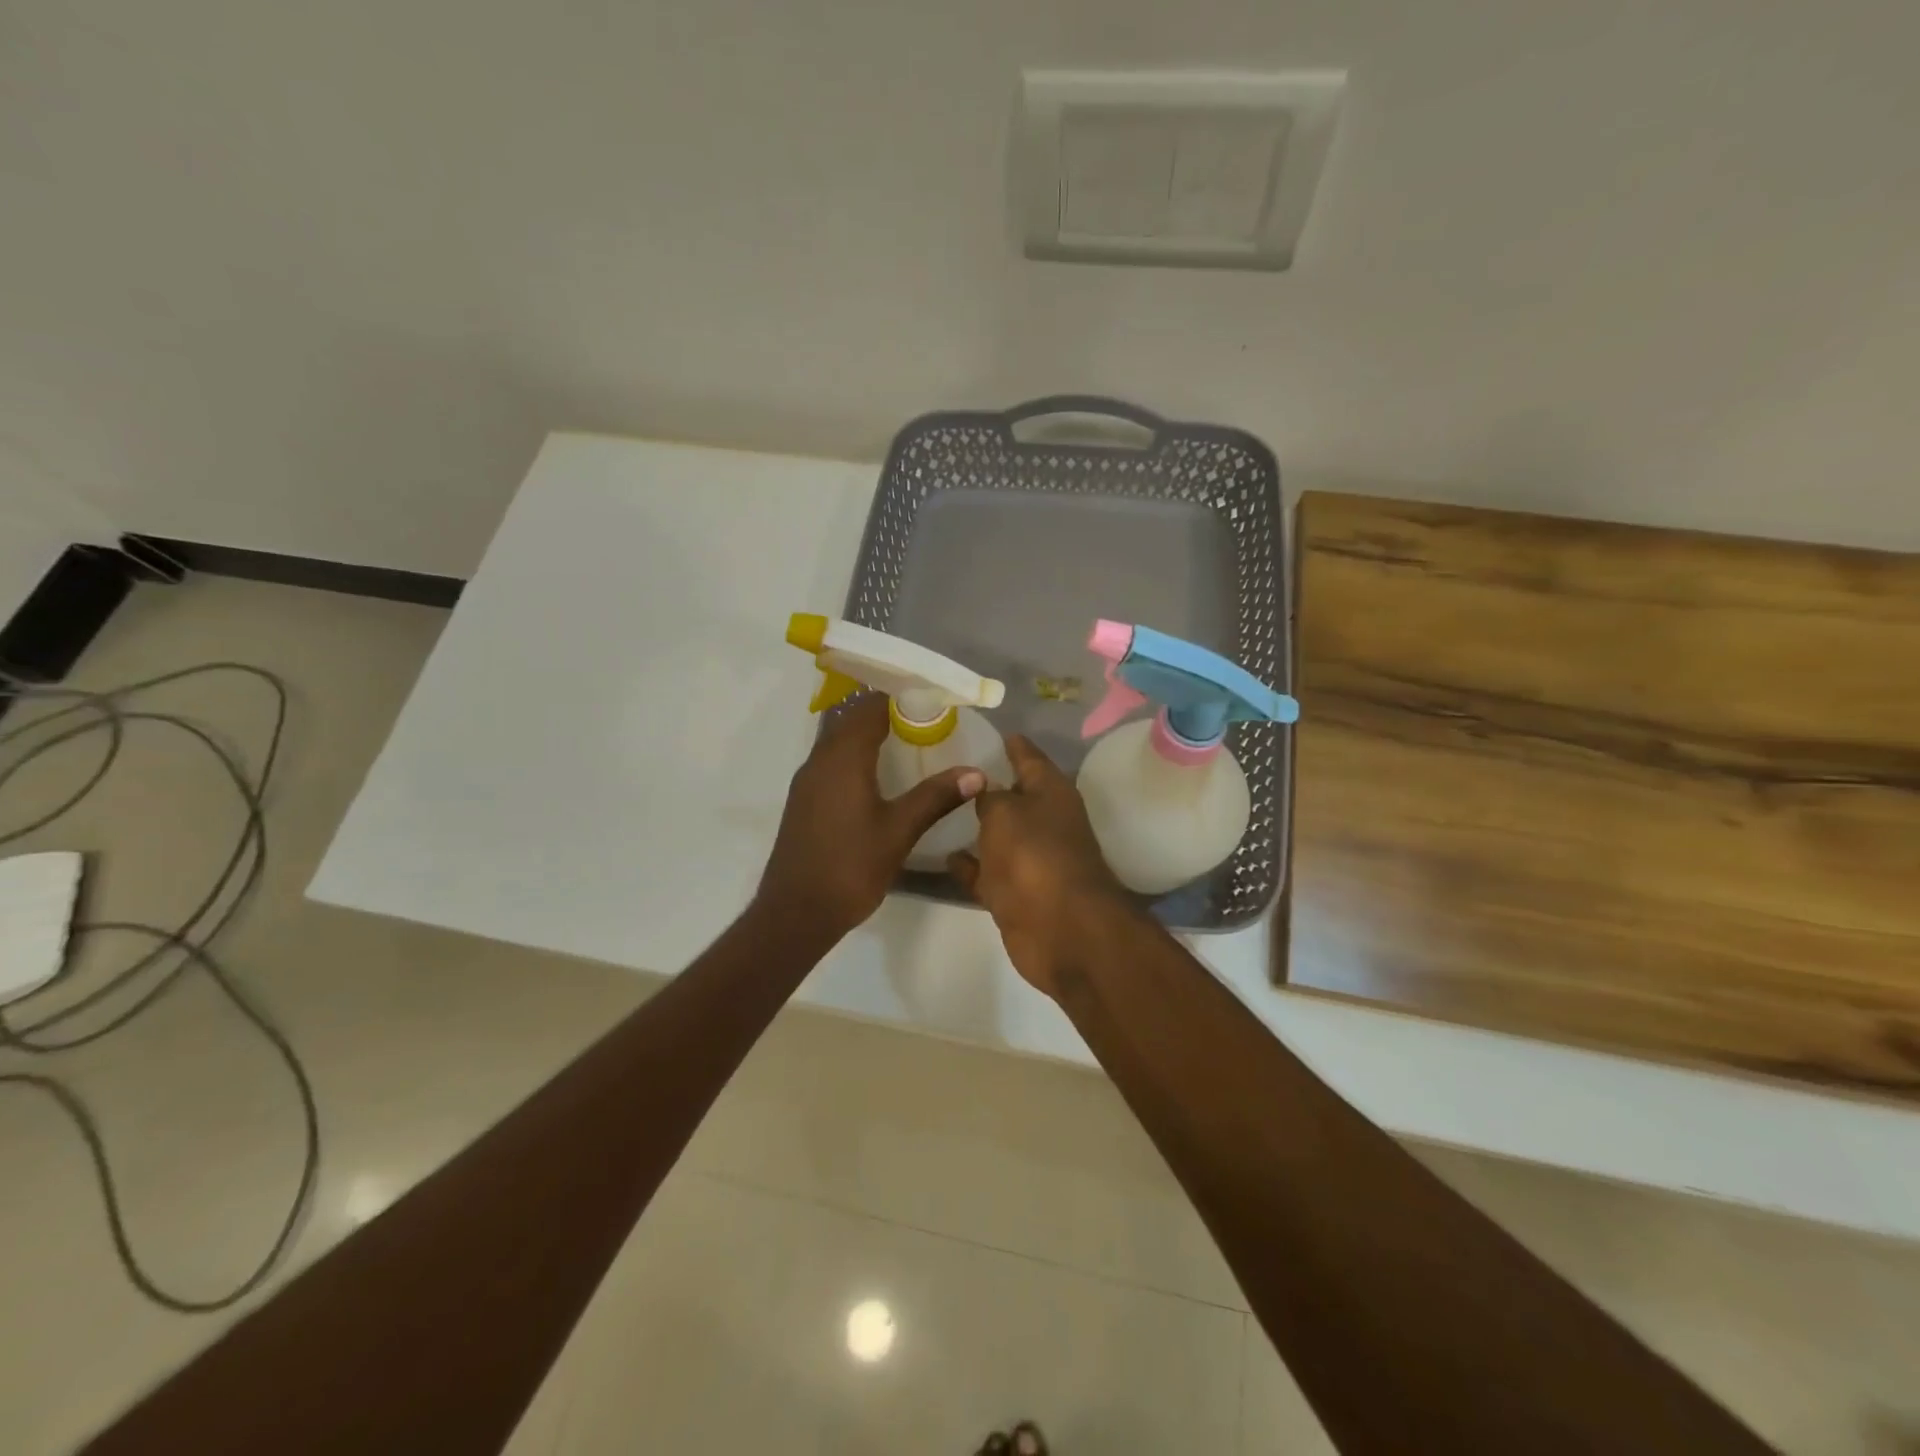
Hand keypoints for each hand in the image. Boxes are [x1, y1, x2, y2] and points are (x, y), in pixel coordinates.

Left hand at [756, 695, 986, 944]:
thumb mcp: (899, 831)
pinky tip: (878, 776)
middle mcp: (820, 760)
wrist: (796, 912)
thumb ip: (936, 797)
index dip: (900, 697)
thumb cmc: (850, 866)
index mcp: (843, 758)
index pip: (870, 707)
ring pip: (837, 739)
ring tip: (907, 742)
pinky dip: (855, 754)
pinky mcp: (804, 800)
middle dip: (886, 711)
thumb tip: (976, 773)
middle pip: (851, 718)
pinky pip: (831, 760)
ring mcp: (807, 781)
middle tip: (924, 719)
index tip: (932, 700)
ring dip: (868, 733)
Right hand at [949, 735, 1131, 996]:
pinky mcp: (1017, 893)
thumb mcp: (1004, 813)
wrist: (1061, 930)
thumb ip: (988, 798)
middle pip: (1014, 796)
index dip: (1010, 743)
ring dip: (978, 827)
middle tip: (948, 768)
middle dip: (987, 785)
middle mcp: (1045, 822)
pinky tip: (945, 857)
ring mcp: (1032, 860)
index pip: (1028, 756)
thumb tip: (983, 791)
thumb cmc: (1034, 856)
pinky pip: (988, 872)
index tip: (986, 730)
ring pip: (1000, 835)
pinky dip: (970, 865)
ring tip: (941, 809)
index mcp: (1051, 792)